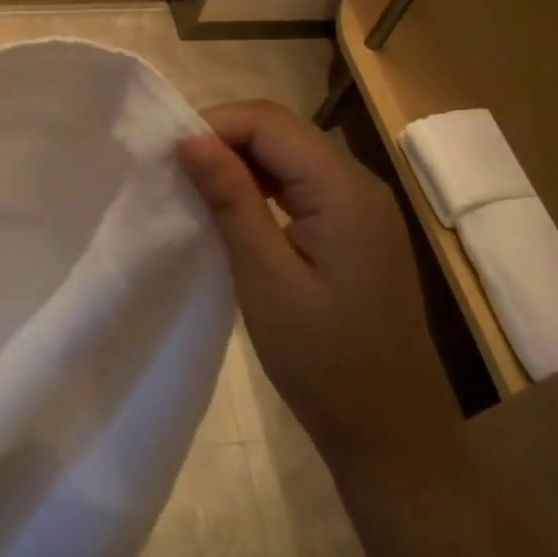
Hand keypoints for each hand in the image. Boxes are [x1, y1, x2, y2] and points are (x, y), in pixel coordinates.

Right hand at [178, 100, 460, 472]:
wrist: (391, 434)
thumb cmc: (325, 361)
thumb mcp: (266, 278)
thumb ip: (231, 201)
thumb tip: (189, 138)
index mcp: (344, 191)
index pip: (270, 122)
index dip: (213, 125)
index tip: (166, 158)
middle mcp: (359, 185)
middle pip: (281, 132)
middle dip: (223, 140)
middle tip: (172, 173)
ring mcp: (360, 209)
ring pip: (289, 156)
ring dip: (238, 163)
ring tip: (193, 190)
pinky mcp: (353, 232)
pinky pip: (300, 186)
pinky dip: (259, 187)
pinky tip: (231, 213)